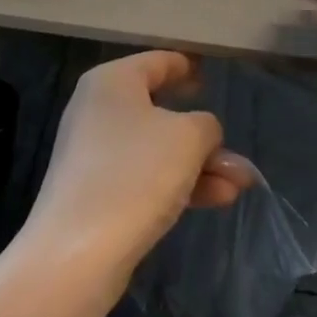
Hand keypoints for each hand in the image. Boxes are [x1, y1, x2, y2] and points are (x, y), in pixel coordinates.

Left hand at [25, 51, 255, 299]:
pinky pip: (145, 178)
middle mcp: (98, 110)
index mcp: (112, 81)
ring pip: (158, 150)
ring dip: (200, 165)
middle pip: (161, 111)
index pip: (158, 61)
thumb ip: (206, 125)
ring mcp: (95, 154)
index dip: (187, 67)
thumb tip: (203, 132)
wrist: (76, 255)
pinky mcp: (97, 194)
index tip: (210, 74)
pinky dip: (179, 184)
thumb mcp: (187, 138)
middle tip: (236, 150)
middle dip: (204, 136)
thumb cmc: (134, 174)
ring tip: (240, 185)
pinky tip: (218, 200)